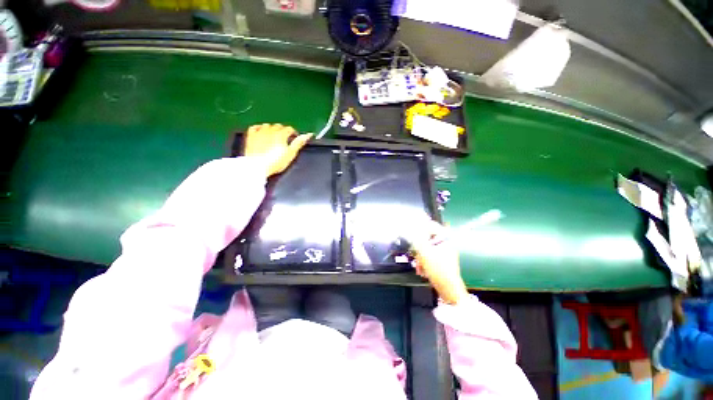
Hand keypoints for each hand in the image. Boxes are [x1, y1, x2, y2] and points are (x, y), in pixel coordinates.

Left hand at [244, 124, 311, 176]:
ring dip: (272, 129)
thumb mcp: (291, 154)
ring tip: (274, 137)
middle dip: (283, 131)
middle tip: (285, 139)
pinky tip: (261, 132)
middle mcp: (270, 130)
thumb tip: (308, 135)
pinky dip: (259, 128)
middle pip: (278, 126)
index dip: (293, 133)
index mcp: (281, 134)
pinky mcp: (251, 136)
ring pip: (267, 125)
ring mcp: (259, 132)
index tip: (294, 138)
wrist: (257, 166)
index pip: (289, 129)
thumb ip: (299, 143)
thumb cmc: (276, 162)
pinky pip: (255, 127)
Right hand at [410, 220, 468, 304]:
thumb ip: (416, 239)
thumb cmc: (438, 269)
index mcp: (446, 238)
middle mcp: (447, 243)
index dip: (419, 228)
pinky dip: (425, 262)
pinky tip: (422, 270)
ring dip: (421, 257)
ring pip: (427, 248)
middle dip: (419, 248)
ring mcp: (445, 252)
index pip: (431, 225)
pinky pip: (430, 256)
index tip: (411, 233)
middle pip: (427, 238)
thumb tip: (410, 230)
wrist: (448, 289)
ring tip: (419, 266)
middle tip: (416, 255)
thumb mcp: (424, 252)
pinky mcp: (442, 260)